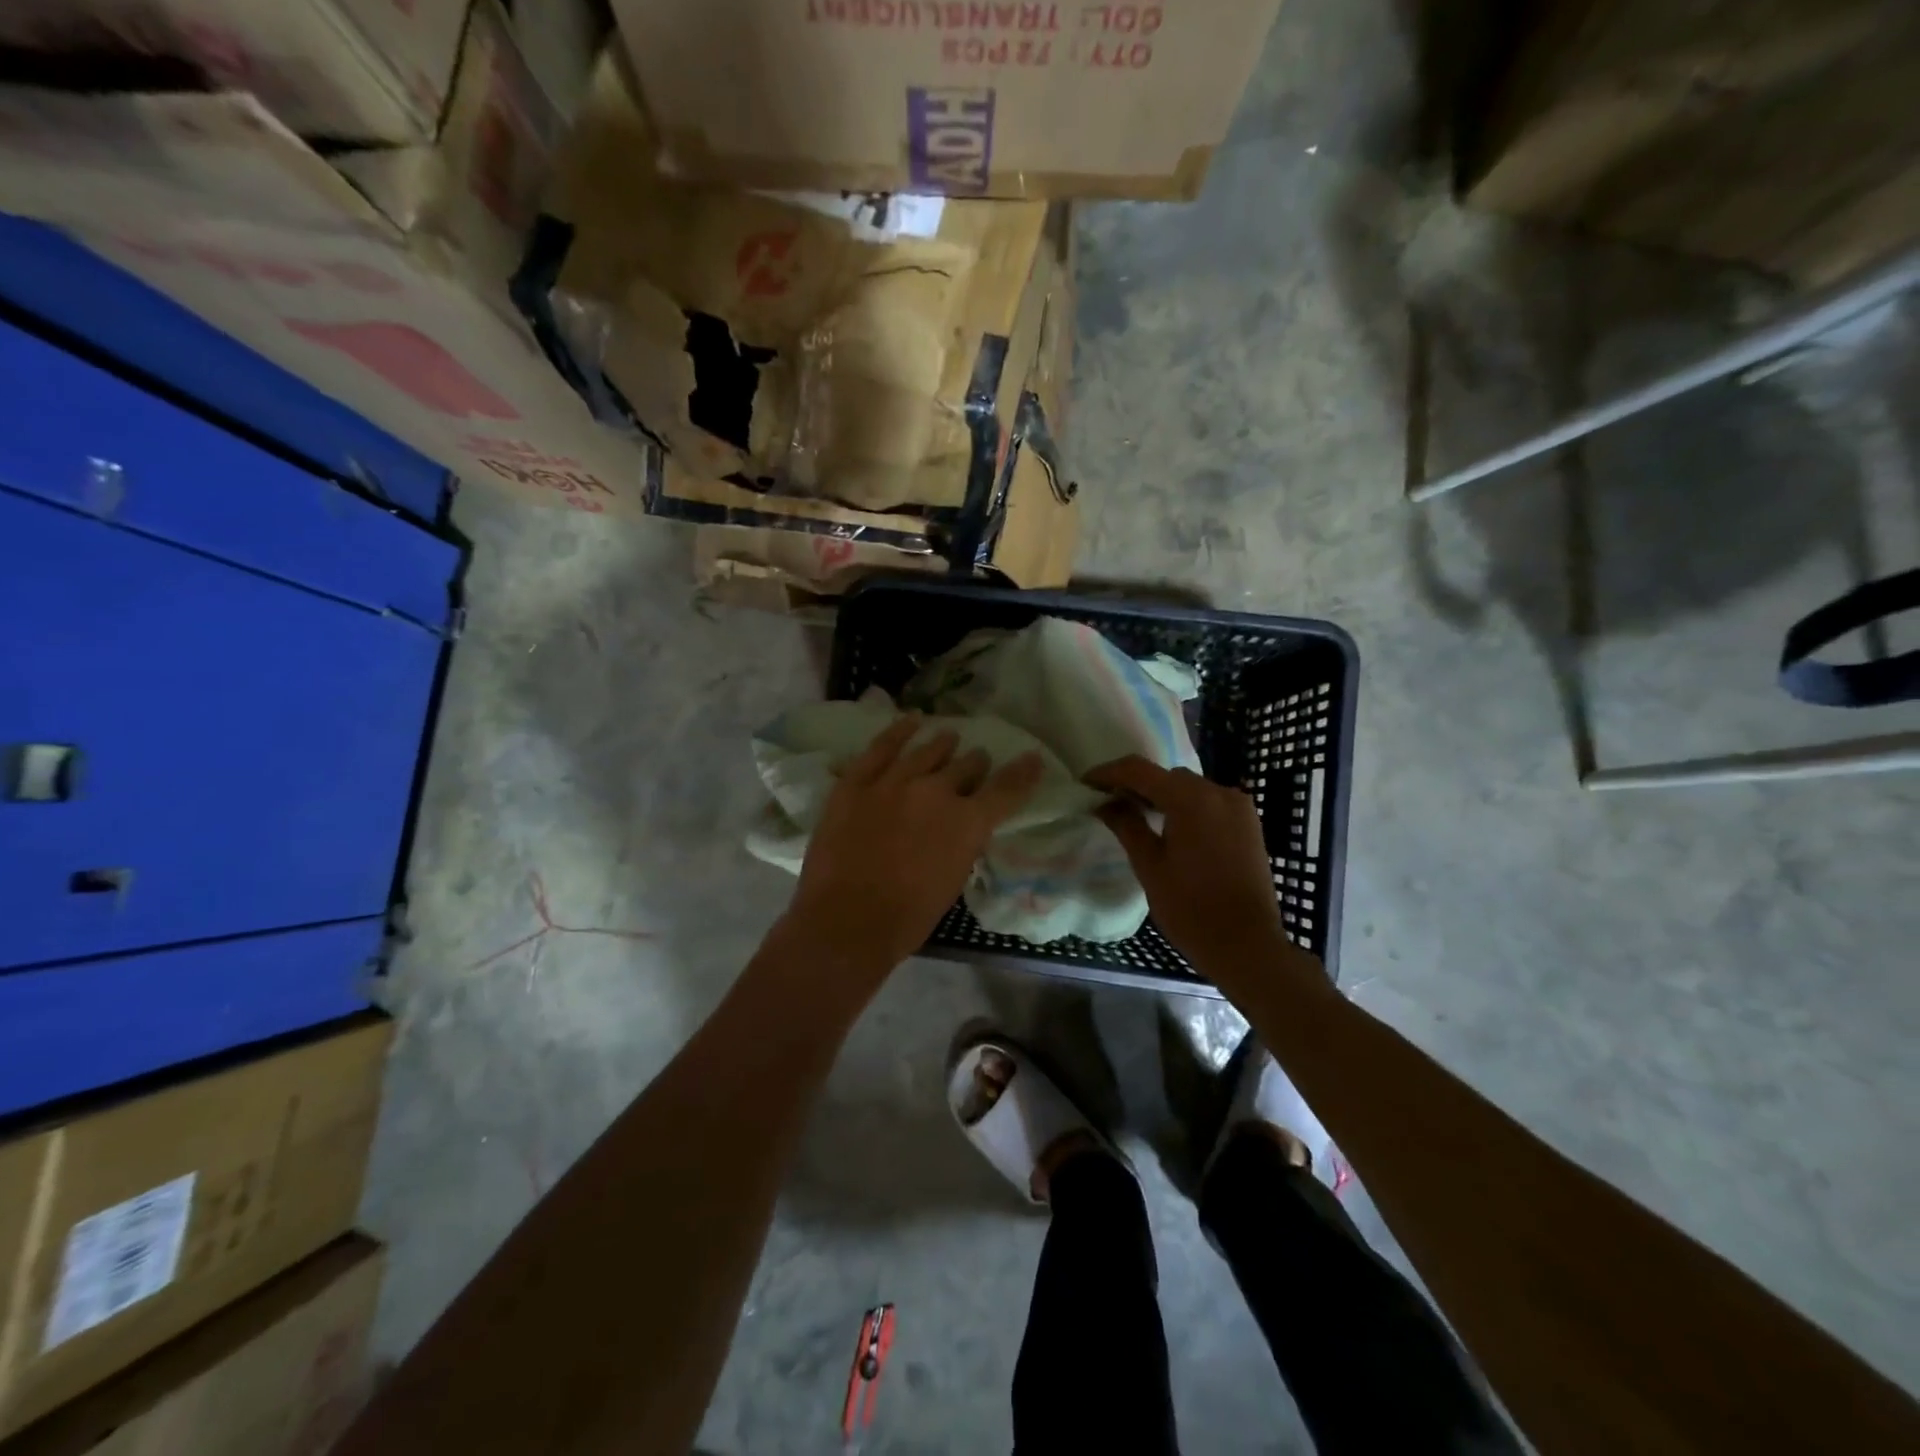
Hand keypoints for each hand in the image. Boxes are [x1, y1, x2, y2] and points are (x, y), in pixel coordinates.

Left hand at [784, 715, 1042, 985]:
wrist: (847, 921)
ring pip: (927, 752)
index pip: (1005, 790)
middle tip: (976, 762)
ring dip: (942, 745)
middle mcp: (936, 792)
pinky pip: (881, 748)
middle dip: (974, 765)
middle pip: (965, 766)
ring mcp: (893, 782)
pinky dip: (898, 732)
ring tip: (949, 738)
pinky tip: (910, 722)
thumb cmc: (907, 917)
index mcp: (967, 822)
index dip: (1023, 773)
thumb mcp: (953, 881)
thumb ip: (962, 844)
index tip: (1032, 759)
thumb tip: (962, 826)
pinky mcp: (857, 782)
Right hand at [1086, 756, 1318, 987]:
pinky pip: (1210, 802)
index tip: (1085, 784)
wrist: (1246, 945)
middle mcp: (1218, 792)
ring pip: (1190, 787)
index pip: (1140, 771)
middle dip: (1136, 784)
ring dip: (1162, 795)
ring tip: (1136, 815)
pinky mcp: (1249, 824)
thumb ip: (1126, 826)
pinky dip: (1186, 806)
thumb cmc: (1190, 908)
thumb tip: (1105, 803)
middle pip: (1167, 776)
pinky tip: (1170, 827)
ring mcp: (1238, 807)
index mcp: (1191, 799)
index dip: (1109, 773)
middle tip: (1108, 803)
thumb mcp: (1149, 866)